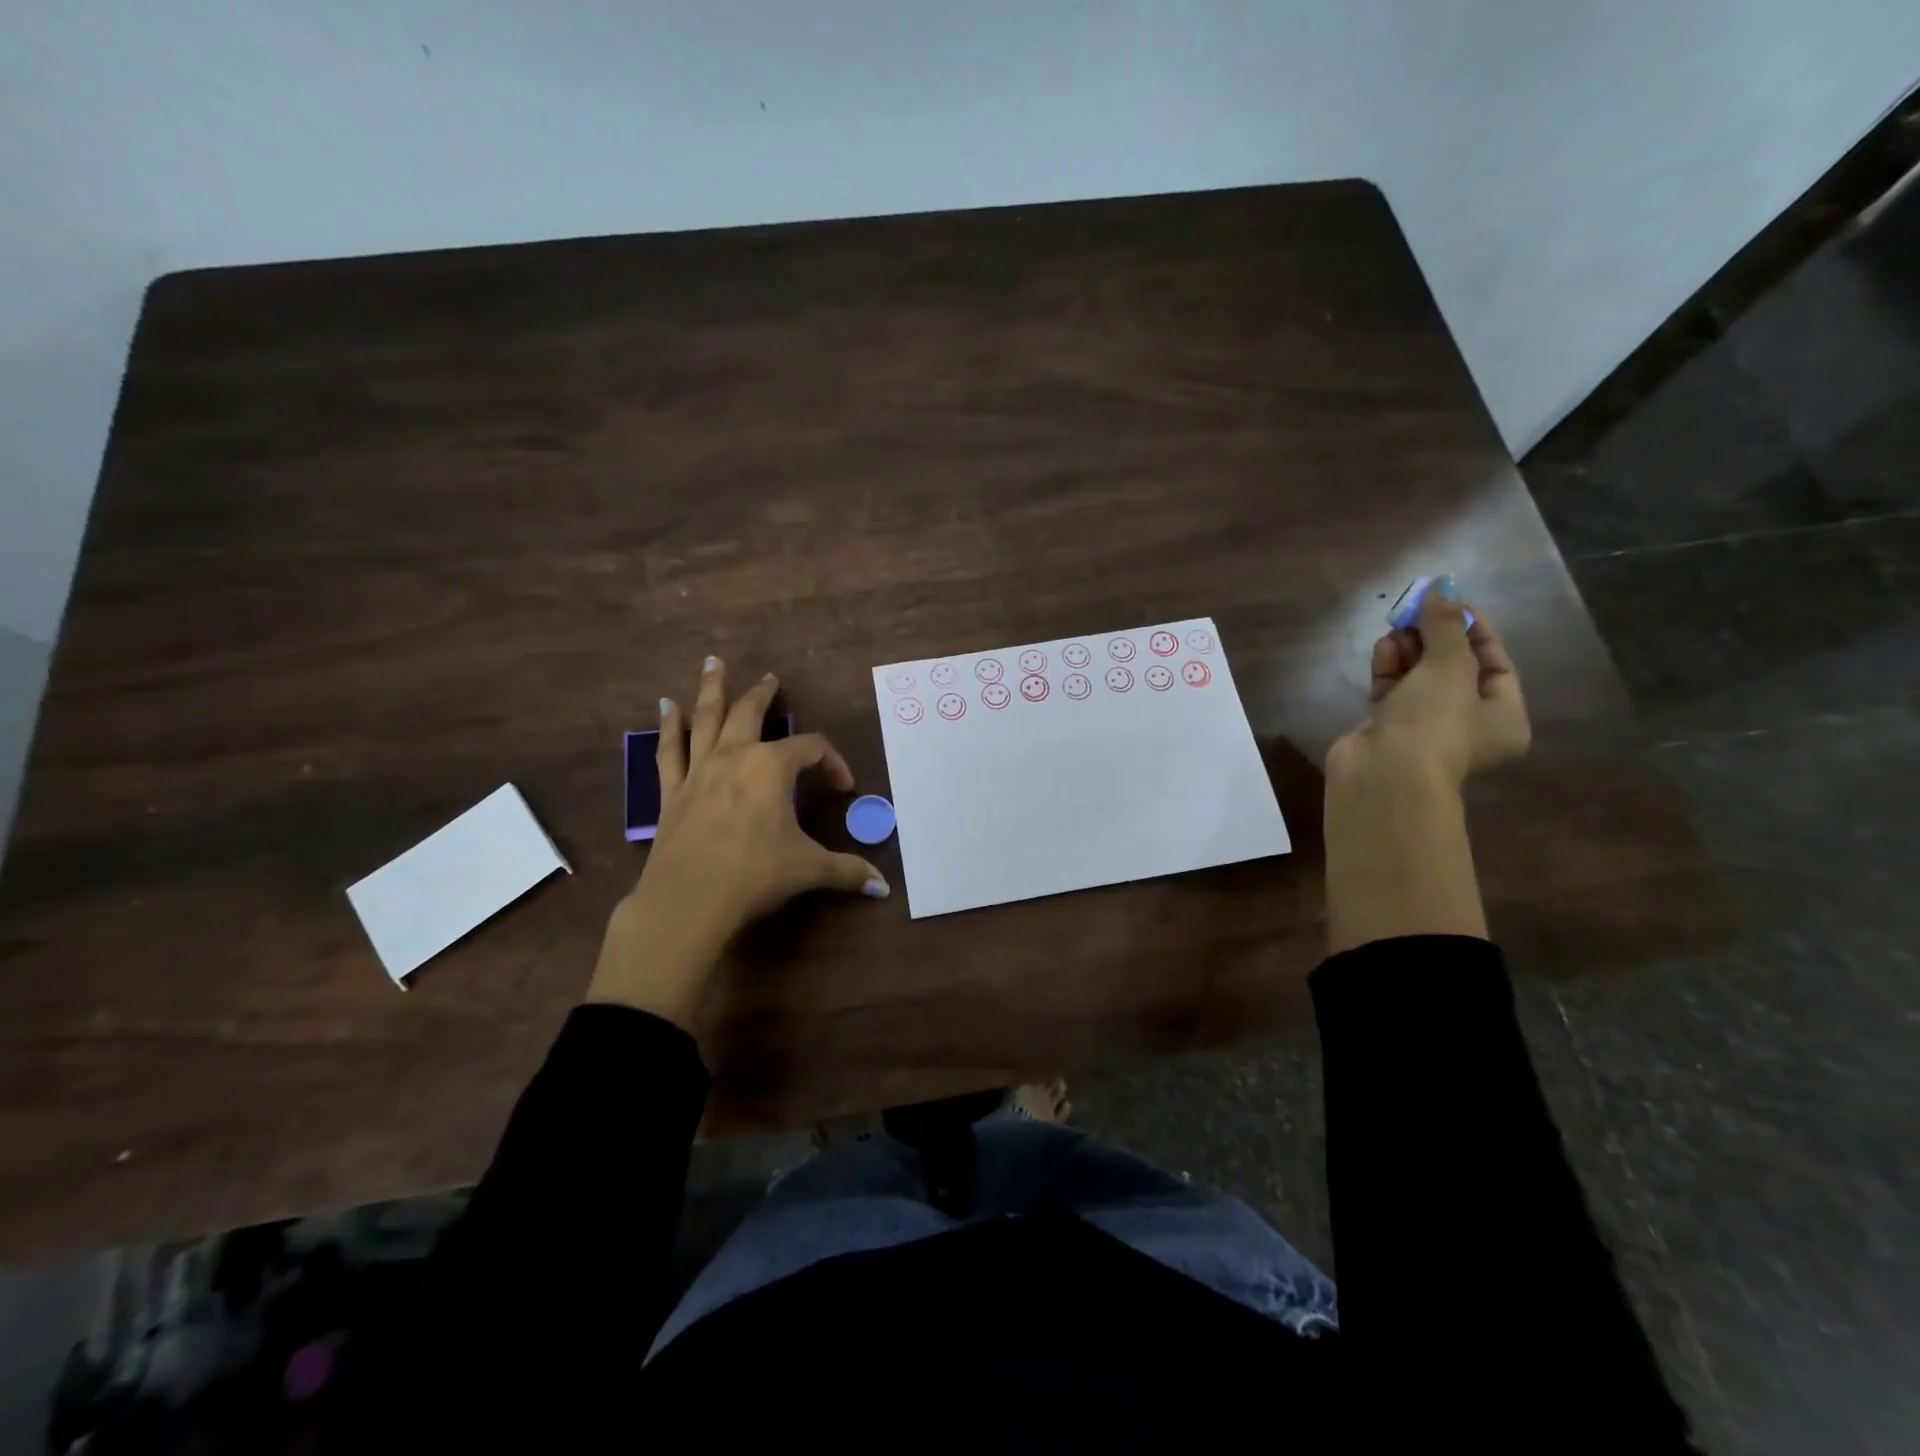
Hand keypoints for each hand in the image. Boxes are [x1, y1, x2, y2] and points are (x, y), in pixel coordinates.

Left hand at [588, 656, 887, 1029]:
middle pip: (750, 713)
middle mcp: (734, 757)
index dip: (833, 762)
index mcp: (771, 767)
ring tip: (713, 664)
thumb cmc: (754, 875)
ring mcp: (698, 770)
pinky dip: (669, 727)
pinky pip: (670, 750)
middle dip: (763, 694)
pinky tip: (666, 709)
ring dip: (711, 689)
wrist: (687, 901)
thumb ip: (847, 872)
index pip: (811, 749)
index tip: (843, 787)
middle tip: (770, 678)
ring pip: (706, 718)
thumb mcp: (808, 869)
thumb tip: (883, 888)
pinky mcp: (672, 791)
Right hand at [1330, 578, 1530, 787]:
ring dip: (1410, 649)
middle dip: (1435, 637)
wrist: (1383, 772)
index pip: (1495, 663)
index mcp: (1503, 717)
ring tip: (1397, 624)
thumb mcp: (1450, 666)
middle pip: (1453, 668)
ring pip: (1419, 677)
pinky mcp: (1386, 727)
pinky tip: (1384, 646)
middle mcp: (1466, 724)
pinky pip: (1392, 689)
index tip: (1450, 601)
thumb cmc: (1435, 722)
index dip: (1474, 629)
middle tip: (1417, 608)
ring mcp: (1423, 727)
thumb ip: (1446, 624)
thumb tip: (1442, 585)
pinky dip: (1389, 667)